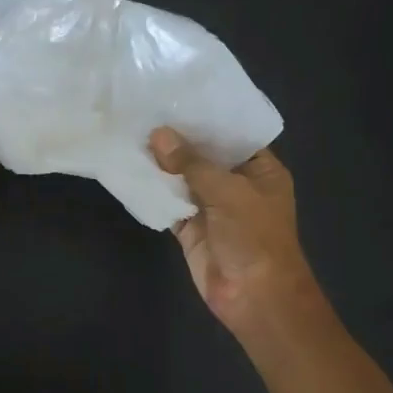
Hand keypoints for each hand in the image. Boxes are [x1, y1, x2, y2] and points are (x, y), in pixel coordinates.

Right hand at [150, 128, 317, 335]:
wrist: (254, 296)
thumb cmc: (254, 236)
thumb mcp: (228, 192)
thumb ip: (192, 163)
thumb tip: (159, 135)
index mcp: (260, 171)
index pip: (234, 136)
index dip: (208, 120)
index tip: (178, 97)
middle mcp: (237, 186)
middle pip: (205, 157)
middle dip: (179, 140)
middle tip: (146, 110)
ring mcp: (213, 209)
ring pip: (184, 181)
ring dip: (163, 165)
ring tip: (132, 133)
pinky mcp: (191, 230)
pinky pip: (171, 205)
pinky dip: (154, 193)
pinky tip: (131, 170)